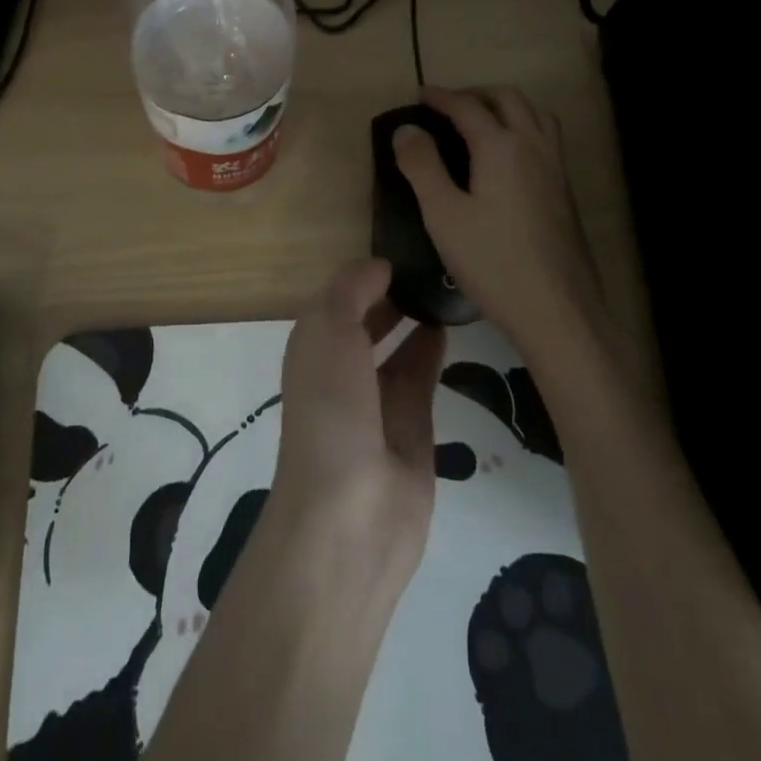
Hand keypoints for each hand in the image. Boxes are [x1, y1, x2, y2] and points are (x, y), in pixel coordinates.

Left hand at [273, 258, 445, 580]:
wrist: (352, 514)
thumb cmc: (330, 409)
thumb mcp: (328, 330)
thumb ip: (352, 289)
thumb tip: (380, 267)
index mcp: (312, 348)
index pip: (338, 299)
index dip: (364, 274)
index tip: (402, 246)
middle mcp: (341, 372)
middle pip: (367, 322)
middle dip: (391, 294)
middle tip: (431, 263)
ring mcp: (377, 403)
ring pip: (396, 348)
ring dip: (415, 318)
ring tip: (445, 286)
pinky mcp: (412, 428)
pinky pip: (421, 376)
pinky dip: (432, 349)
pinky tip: (449, 324)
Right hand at [392, 86, 612, 378]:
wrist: (557, 309)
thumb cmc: (492, 262)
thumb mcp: (443, 215)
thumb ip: (422, 167)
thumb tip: (406, 128)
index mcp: (501, 147)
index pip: (467, 106)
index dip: (441, 96)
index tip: (420, 94)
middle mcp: (533, 146)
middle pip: (508, 99)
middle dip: (476, 93)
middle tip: (449, 105)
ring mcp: (555, 167)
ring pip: (535, 114)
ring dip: (506, 106)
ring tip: (482, 122)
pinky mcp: (565, 190)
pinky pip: (546, 137)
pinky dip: (524, 127)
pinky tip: (510, 158)